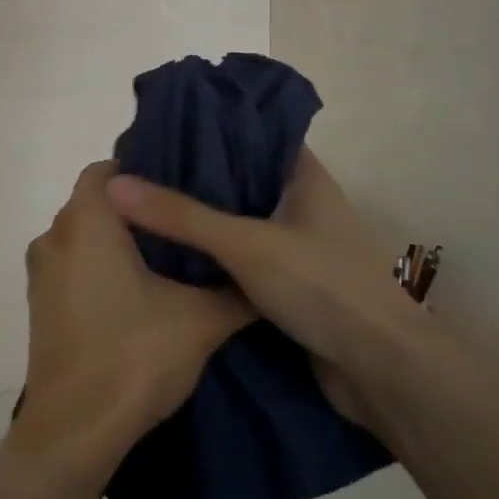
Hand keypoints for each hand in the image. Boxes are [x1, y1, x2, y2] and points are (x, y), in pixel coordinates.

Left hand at [11, 161, 254, 495]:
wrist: (75, 432)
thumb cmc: (134, 357)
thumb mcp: (200, 321)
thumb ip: (235, 291)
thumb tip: (265, 276)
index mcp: (86, 223)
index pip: (106, 170)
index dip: (141, 170)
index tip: (178, 185)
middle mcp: (54, 238)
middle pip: (94, 204)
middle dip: (134, 209)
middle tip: (182, 220)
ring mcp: (41, 275)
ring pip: (81, 238)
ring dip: (114, 242)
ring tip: (165, 257)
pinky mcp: (40, 307)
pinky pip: (71, 269)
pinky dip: (98, 270)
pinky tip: (136, 295)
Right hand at [105, 148, 422, 424]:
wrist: (382, 373)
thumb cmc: (323, 287)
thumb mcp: (246, 244)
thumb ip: (182, 215)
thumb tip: (116, 184)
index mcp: (304, 177)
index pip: (254, 133)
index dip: (212, 125)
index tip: (164, 126)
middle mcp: (302, 205)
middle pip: (241, 178)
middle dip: (195, 175)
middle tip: (141, 170)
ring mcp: (298, 247)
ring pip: (239, 221)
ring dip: (201, 219)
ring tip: (145, 207)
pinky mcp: (290, 286)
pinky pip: (242, 260)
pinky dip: (212, 257)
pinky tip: (171, 256)